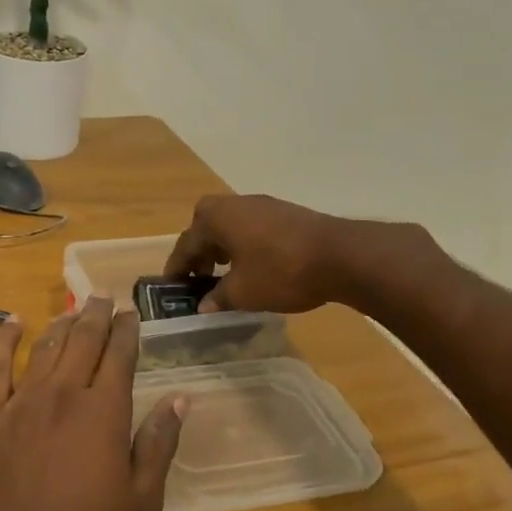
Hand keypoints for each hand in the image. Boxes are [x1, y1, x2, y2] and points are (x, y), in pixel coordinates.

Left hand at [0, 298, 187, 510]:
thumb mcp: (141, 500)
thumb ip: (159, 444)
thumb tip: (180, 399)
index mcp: (104, 411)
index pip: (120, 355)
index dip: (127, 330)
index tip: (131, 314)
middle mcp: (64, 393)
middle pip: (82, 340)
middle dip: (96, 315)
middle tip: (102, 296)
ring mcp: (22, 401)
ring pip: (45, 347)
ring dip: (61, 323)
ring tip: (72, 308)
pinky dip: (5, 340)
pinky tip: (13, 322)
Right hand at [165, 194, 363, 313]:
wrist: (341, 255)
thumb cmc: (281, 272)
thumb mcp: (243, 292)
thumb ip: (218, 298)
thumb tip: (203, 305)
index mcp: (216, 219)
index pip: (186, 244)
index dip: (177, 268)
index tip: (170, 287)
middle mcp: (235, 204)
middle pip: (206, 225)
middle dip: (199, 251)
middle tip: (198, 276)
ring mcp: (263, 206)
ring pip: (230, 225)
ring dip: (222, 247)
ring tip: (224, 274)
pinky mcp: (285, 213)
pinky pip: (251, 227)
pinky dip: (243, 244)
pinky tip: (254, 266)